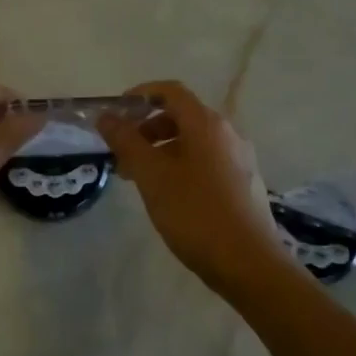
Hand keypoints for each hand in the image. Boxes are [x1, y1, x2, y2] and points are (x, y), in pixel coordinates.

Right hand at [98, 81, 290, 295]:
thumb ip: (126, 141)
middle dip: (146, 129)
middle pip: (181, 116)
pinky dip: (180, 166)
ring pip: (193, 142)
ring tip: (139, 179)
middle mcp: (227, 133)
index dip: (140, 95)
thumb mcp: (151, 175)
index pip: (170, 91)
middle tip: (122, 154)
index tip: (116, 114)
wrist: (249, 264)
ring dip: (161, 151)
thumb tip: (106, 116)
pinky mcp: (243, 184)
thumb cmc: (195, 213)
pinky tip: (168, 196)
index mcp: (206, 124)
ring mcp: (239, 159)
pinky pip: (206, 162)